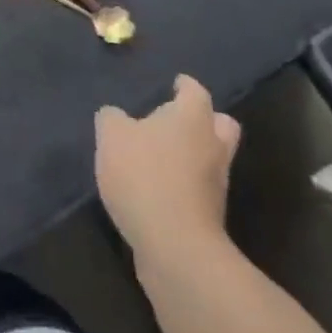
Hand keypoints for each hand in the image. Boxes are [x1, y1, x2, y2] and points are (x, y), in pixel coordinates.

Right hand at [95, 74, 239, 263]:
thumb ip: (111, 119)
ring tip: (161, 157)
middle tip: (176, 121)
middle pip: (220, 124)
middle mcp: (212, 144)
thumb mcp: (112, 137)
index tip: (173, 85)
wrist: (175, 247)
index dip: (183, 86)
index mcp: (192, 116)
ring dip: (193, 155)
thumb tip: (114, 116)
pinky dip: (185, 185)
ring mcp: (217, 183)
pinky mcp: (211, 216)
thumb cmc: (145, 176)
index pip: (195, 90)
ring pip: (212, 158)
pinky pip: (200, 189)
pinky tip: (158, 189)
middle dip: (204, 120)